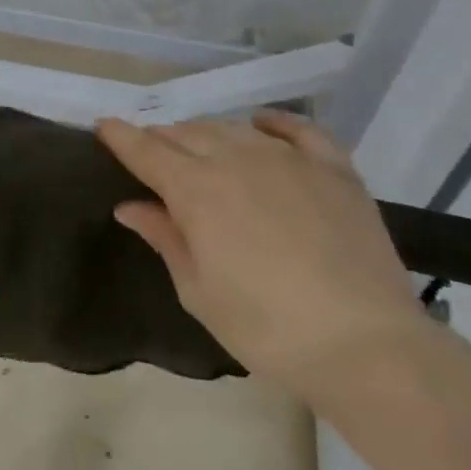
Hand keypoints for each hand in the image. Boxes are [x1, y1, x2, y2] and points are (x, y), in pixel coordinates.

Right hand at [95, 109, 429, 405]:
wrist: (367, 346)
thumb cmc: (265, 327)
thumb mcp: (198, 290)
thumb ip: (164, 237)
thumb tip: (130, 206)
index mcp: (195, 189)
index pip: (145, 150)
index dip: (120, 136)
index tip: (103, 127)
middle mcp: (235, 159)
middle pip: (186, 133)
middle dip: (161, 139)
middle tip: (152, 153)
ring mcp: (288, 159)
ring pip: (232, 128)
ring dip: (206, 133)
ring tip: (199, 147)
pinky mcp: (334, 169)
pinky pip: (298, 129)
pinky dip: (273, 123)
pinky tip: (261, 125)